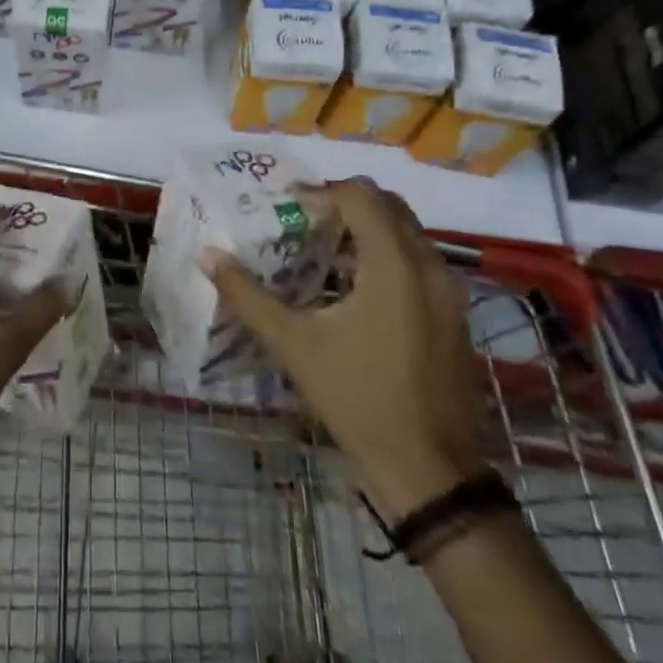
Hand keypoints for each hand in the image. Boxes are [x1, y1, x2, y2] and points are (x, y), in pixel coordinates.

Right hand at [202, 179, 486, 520]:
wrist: (428, 469)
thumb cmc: (358, 398)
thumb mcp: (294, 344)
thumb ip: (248, 296)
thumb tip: (208, 256)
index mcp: (394, 264)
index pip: (361, 196)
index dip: (321, 193)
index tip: (288, 209)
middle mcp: (430, 266)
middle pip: (389, 206)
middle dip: (345, 205)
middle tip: (304, 224)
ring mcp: (449, 292)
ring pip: (407, 234)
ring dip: (367, 231)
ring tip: (322, 254)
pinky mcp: (454, 315)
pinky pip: (419, 263)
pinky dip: (386, 257)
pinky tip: (352, 291)